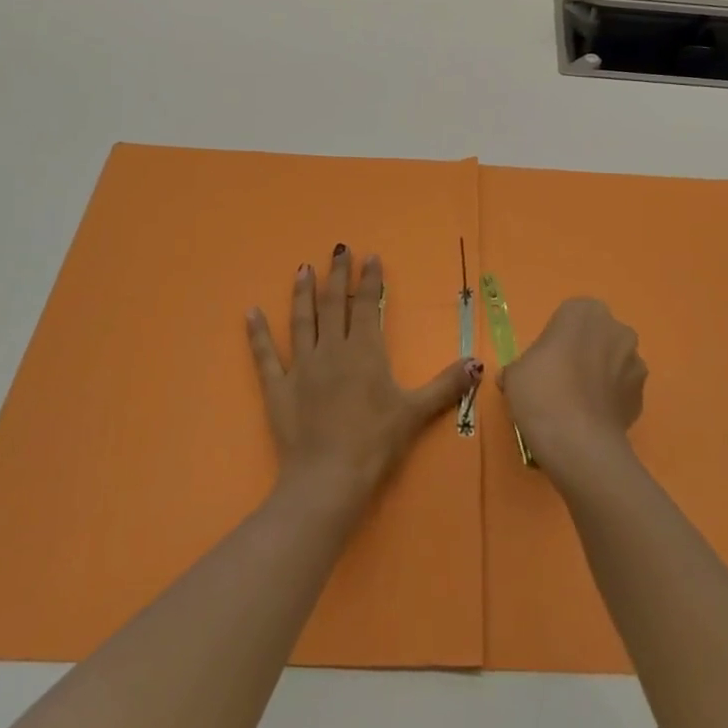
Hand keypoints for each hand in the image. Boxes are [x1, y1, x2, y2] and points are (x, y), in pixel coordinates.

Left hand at [247, 245, 480, 508]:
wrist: (328, 478)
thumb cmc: (375, 443)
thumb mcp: (416, 412)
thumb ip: (446, 385)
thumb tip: (477, 362)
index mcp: (364, 352)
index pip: (367, 306)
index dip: (370, 280)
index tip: (370, 257)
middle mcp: (331, 350)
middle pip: (334, 305)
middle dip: (338, 275)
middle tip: (338, 250)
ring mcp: (301, 367)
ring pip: (301, 321)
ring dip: (302, 294)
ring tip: (303, 269)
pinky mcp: (277, 388)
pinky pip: (265, 355)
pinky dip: (257, 333)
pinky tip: (250, 312)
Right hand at [500, 298, 647, 475]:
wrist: (578, 442)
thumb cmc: (542, 392)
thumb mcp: (515, 373)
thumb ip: (522, 365)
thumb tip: (520, 377)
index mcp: (584, 312)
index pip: (569, 316)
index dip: (555, 338)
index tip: (543, 362)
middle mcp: (616, 329)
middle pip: (596, 336)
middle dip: (583, 352)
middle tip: (560, 381)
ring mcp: (635, 361)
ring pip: (613, 362)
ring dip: (600, 375)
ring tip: (577, 405)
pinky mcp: (644, 394)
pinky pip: (622, 390)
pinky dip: (610, 399)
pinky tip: (591, 419)